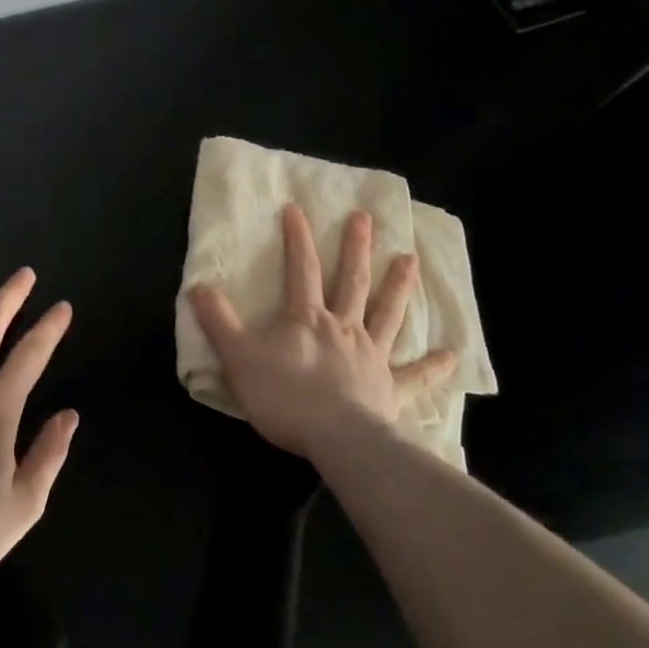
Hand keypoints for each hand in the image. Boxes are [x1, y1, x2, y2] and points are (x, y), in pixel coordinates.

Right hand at [188, 205, 455, 460]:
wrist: (337, 439)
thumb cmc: (286, 397)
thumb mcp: (239, 358)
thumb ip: (219, 322)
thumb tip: (197, 286)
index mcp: (308, 319)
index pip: (301, 270)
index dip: (297, 238)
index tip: (296, 208)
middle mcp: (344, 328)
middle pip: (351, 281)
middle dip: (357, 249)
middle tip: (366, 219)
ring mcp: (371, 356)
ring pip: (387, 314)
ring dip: (399, 287)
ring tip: (411, 261)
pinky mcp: (390, 389)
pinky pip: (414, 376)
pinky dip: (432, 367)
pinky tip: (452, 356)